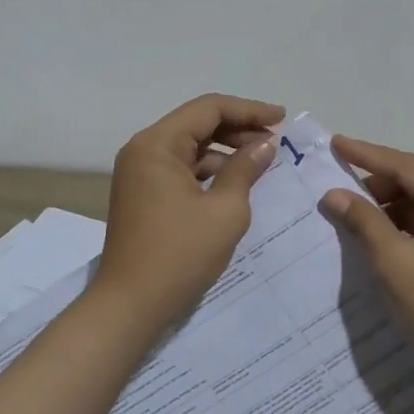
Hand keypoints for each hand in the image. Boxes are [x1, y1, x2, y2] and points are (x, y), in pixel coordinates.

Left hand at [91, 94, 283, 330]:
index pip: (208, 108)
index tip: (282, 118)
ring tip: (262, 161)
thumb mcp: (225, 210)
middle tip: (276, 140)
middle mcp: (143, 150)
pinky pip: (181, 168)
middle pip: (197, 123)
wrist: (131, 304)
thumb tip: (265, 144)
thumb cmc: (180, 254)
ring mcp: (140, 172)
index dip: (249, 110)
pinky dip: (208, 170)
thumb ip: (245, 169)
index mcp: (157, 144)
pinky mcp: (143, 194)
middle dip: (238, 128)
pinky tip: (235, 181)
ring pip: (189, 146)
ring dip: (225, 150)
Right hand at [319, 136, 413, 379]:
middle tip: (334, 187)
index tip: (335, 143)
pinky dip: (400, 226)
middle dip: (375, 185)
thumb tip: (333, 195)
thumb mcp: (396, 262)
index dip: (367, 155)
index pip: (408, 166)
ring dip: (386, 207)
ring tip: (347, 212)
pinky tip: (373, 234)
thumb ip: (364, 221)